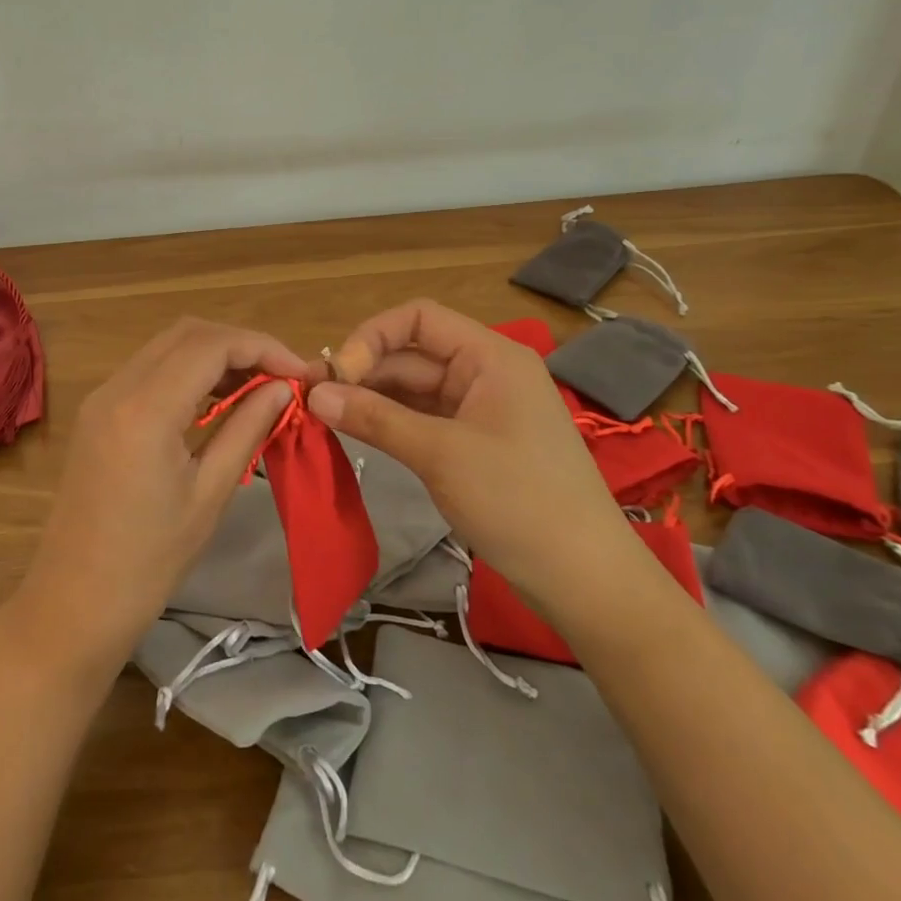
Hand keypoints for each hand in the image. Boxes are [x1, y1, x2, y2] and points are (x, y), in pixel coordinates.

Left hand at [7, 318, 315, 681]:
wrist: (73, 604)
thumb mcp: (210, 494)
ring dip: (214, 354)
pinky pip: (149, 370)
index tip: (300, 372)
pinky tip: (216, 400)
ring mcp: (101, 397)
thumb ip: (247, 428)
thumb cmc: (149, 562)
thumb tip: (284, 388)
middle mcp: (118, 387)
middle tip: (281, 377)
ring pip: (167, 346)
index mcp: (145, 408)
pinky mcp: (97, 412)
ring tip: (257, 387)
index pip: (211, 344)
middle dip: (240, 344)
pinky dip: (188, 371)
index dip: (262, 347)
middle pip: (187, 333)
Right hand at [308, 299, 644, 621]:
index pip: (418, 319)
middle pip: (411, 354)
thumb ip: (375, 418)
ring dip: (372, 398)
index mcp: (489, 356)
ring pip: (413, 388)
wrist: (586, 580)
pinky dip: (391, 422)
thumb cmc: (519, 501)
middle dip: (364, 372)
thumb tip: (315, 395)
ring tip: (326, 416)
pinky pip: (423, 418)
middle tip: (314, 400)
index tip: (337, 375)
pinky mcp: (474, 443)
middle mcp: (484, 372)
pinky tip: (357, 432)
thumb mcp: (440, 454)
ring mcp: (480, 409)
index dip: (372, 337)